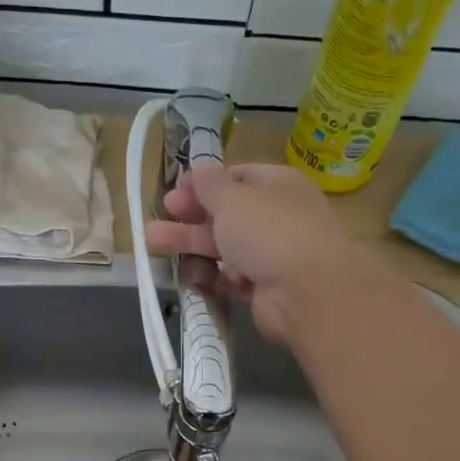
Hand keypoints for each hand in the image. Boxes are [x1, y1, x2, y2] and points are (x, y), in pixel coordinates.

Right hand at [145, 162, 355, 342]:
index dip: (204, 184)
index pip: (237, 178)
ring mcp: (271, 255)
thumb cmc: (269, 232)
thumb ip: (210, 185)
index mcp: (277, 185)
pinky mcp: (263, 288)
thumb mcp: (233, 199)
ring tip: (152, 245)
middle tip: (159, 218)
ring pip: (223, 248)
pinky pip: (230, 279)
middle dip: (189, 217)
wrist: (306, 292)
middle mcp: (276, 218)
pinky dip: (210, 277)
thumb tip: (199, 167)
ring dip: (190, 246)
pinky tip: (187, 277)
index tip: (175, 190)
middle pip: (225, 215)